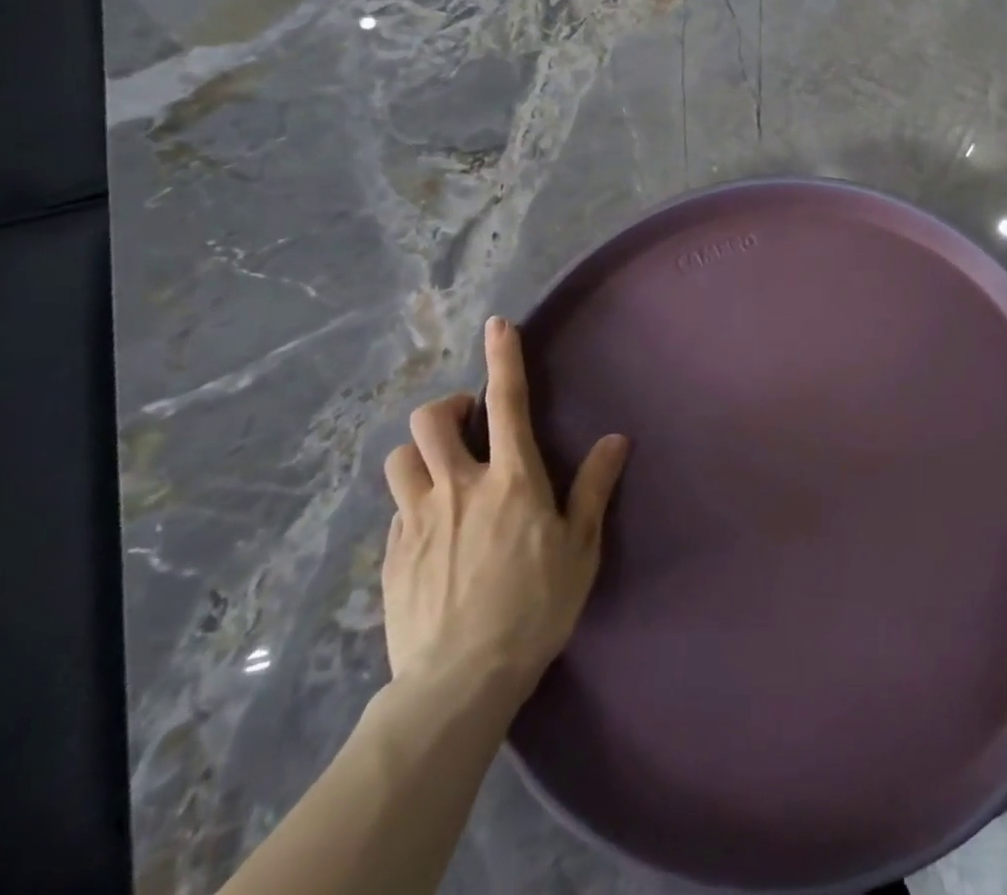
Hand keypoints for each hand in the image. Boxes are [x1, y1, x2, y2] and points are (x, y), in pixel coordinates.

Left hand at [381, 317, 628, 714]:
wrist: (458, 682)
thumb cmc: (534, 608)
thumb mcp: (580, 548)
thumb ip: (593, 487)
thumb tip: (616, 438)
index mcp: (512, 480)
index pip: (507, 402)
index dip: (503, 357)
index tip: (498, 323)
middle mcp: (459, 487)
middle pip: (432, 420)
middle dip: (450, 407)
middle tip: (471, 424)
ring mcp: (417, 520)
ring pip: (401, 458)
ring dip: (422, 452)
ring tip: (444, 470)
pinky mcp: (390, 554)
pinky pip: (396, 507)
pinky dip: (414, 500)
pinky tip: (433, 528)